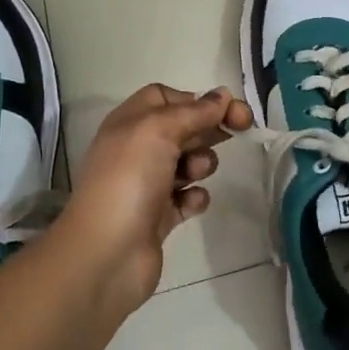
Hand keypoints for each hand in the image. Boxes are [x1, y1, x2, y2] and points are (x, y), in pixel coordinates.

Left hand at [61, 84, 252, 312]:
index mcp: (130, 122)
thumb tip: (223, 95)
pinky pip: (187, 198)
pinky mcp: (159, 217)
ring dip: (201, 163)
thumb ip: (195, 111)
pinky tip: (191, 203)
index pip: (166, 98)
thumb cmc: (129, 178)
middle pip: (182, 128)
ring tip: (195, 174)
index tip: (228, 109)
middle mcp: (137, 149)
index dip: (197, 100)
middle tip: (242, 130)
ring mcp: (148, 184)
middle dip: (209, 128)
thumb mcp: (160, 130)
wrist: (106, 253)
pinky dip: (194, 197)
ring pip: (188, 162)